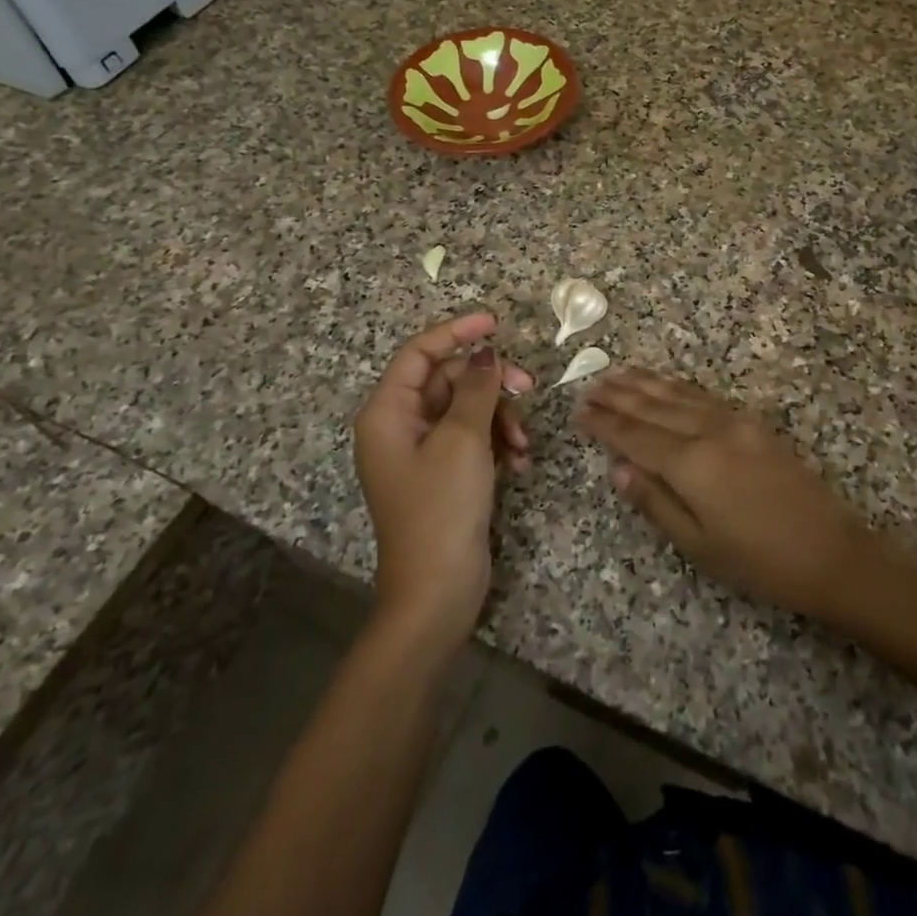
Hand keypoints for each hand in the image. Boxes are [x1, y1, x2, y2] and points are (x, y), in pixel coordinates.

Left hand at [352, 313, 533, 650]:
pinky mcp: (444, 475)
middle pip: (448, 380)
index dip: (456, 331)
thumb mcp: (463, 441)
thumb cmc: (441, 509)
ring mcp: (422, 453)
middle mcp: (400, 426)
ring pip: (466, 409)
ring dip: (500, 418)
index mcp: (388, 412)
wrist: (436, 593)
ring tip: (522, 445)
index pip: (419, 353)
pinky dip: (497, 443)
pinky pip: (472, 439)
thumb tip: (485, 354)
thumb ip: (476, 389)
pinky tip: (518, 462)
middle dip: (490, 384)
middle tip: (528, 389)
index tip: (495, 322)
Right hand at [577, 368, 869, 615]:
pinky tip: (668, 384)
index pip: (635, 436)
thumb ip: (655, 502)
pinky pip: (705, 396)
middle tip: (590, 385)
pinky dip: (679, 386)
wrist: (831, 552)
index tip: (579, 410)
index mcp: (690, 463)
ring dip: (646, 383)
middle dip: (620, 396)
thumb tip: (618, 469)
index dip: (605, 423)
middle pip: (654, 408)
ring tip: (619, 372)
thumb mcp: (698, 545)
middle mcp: (709, 431)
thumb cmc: (759, 561)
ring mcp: (735, 422)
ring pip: (679, 394)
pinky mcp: (754, 423)